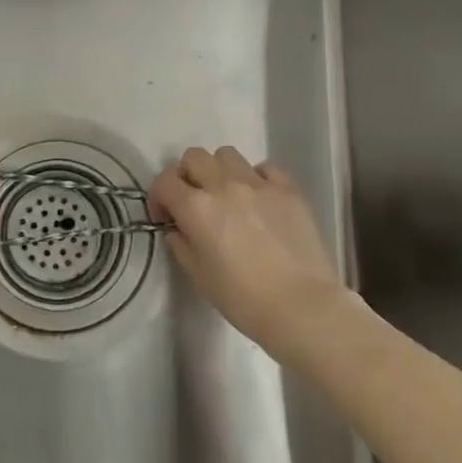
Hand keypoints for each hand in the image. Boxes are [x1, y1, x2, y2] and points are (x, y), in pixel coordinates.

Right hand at [149, 146, 350, 358]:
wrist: (302, 307)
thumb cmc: (243, 299)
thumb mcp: (199, 277)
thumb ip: (182, 246)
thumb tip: (179, 230)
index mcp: (196, 207)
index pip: (164, 181)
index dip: (159, 197)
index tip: (167, 217)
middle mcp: (224, 185)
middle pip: (194, 157)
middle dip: (187, 176)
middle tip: (195, 202)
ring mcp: (258, 184)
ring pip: (227, 155)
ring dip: (220, 171)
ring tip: (229, 196)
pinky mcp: (289, 189)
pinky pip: (265, 168)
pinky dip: (257, 178)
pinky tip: (261, 200)